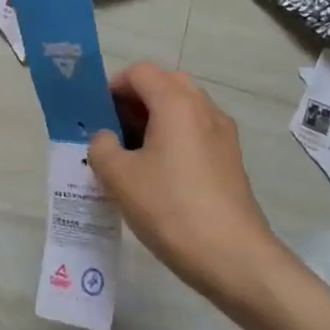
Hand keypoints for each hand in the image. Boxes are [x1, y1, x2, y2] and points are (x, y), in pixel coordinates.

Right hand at [87, 63, 278, 307]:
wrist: (234, 257)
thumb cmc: (171, 209)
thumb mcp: (119, 177)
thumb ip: (101, 147)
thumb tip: (106, 139)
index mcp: (176, 103)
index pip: (140, 72)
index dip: (113, 86)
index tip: (96, 115)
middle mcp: (204, 108)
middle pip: (164, 84)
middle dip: (134, 101)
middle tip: (111, 132)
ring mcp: (222, 134)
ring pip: (182, 109)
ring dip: (154, 120)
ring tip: (130, 157)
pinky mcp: (230, 159)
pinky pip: (195, 132)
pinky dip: (173, 139)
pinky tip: (157, 175)